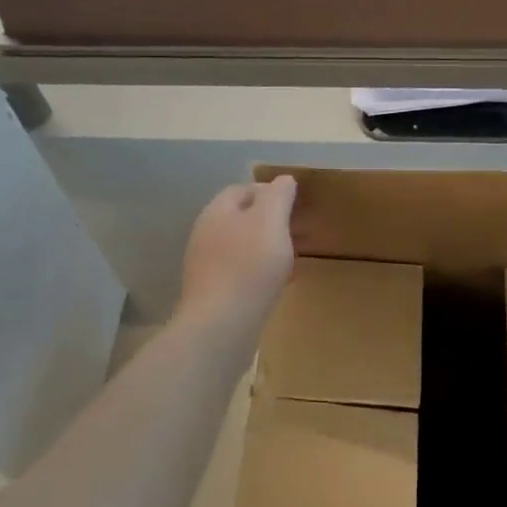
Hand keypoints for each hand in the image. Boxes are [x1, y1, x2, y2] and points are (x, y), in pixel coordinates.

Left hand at [178, 175, 298, 330]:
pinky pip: (241, 271)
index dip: (271, 192)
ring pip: (242, 246)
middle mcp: (206, 234)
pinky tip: (279, 283)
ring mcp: (207, 265)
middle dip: (271, 221)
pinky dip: (261, 270)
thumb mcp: (271, 221)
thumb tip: (284, 180)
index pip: (243, 189)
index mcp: (217, 212)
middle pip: (242, 218)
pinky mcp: (213, 292)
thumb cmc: (249, 267)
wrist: (220, 326)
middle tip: (299, 231)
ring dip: (267, 247)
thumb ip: (278, 196)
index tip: (297, 204)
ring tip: (293, 257)